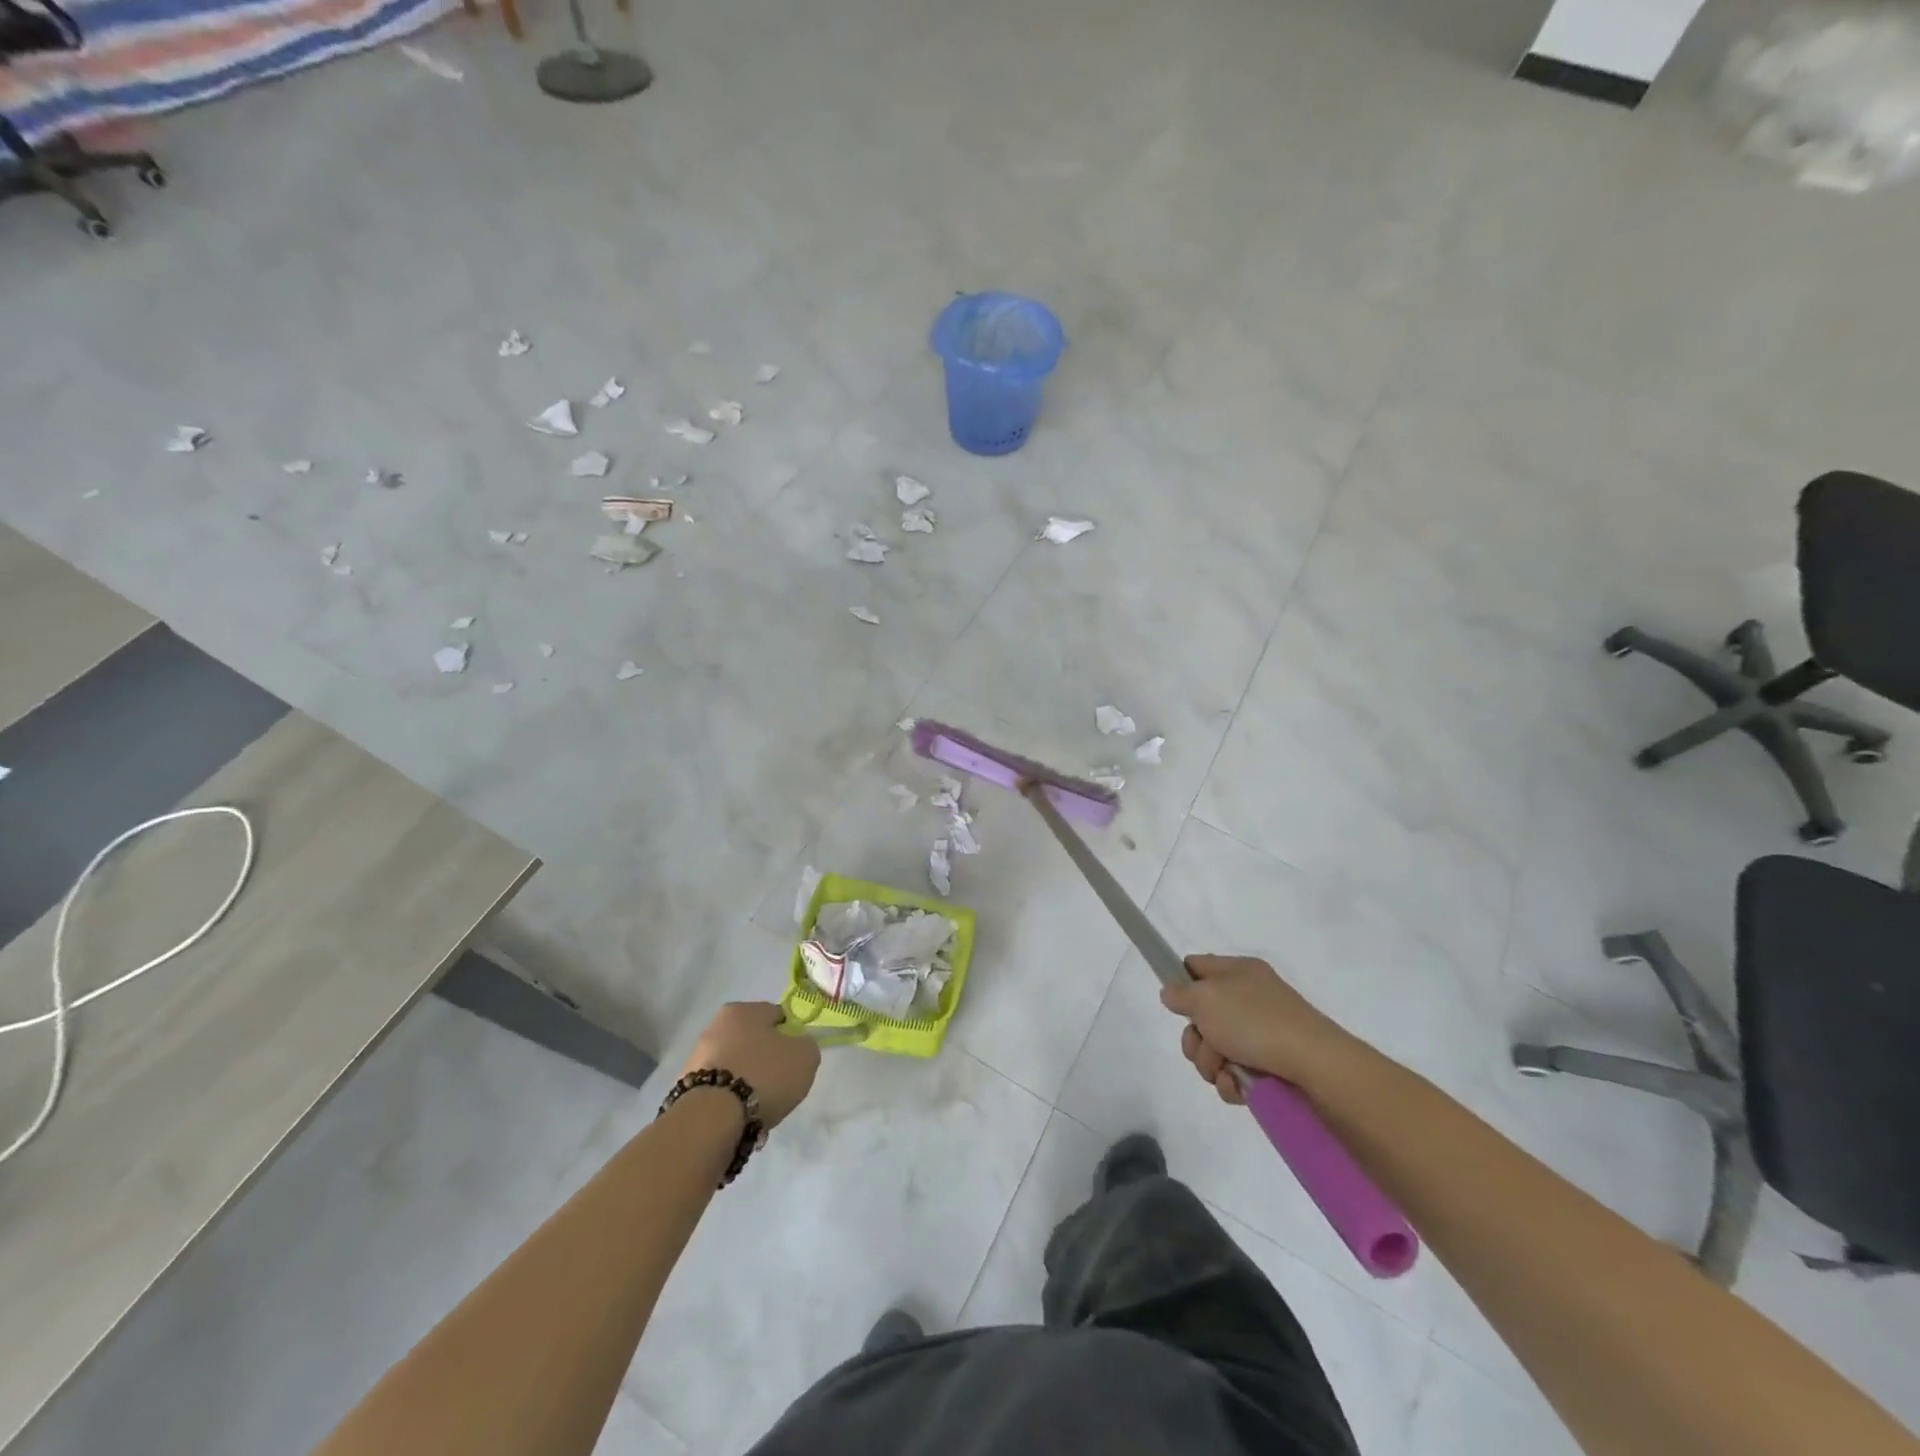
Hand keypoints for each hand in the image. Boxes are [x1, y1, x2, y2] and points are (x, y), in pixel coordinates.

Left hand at [679, 1002, 818, 1127]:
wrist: (712, 1119)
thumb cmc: (763, 1076)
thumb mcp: (805, 1056)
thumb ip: (806, 1045)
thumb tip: (797, 1047)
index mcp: (742, 1010)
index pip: (776, 1016)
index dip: (790, 1036)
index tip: (795, 1059)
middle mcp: (715, 1026)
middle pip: (752, 1042)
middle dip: (766, 1061)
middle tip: (778, 1085)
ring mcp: (697, 1058)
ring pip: (735, 1067)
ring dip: (747, 1083)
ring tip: (758, 1109)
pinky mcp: (685, 1088)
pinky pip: (719, 1090)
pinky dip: (730, 1102)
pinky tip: (739, 1118)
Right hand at [1160, 954, 1353, 1102]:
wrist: (1315, 1066)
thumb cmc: (1255, 1022)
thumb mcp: (1205, 998)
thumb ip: (1180, 993)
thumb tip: (1172, 993)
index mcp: (1238, 971)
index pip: (1197, 966)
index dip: (1180, 982)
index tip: (1175, 1004)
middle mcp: (1249, 998)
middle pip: (1201, 1016)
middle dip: (1195, 1038)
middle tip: (1204, 1045)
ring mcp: (1261, 1033)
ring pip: (1215, 1048)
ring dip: (1211, 1063)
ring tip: (1226, 1070)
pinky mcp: (1270, 1065)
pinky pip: (1235, 1072)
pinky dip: (1231, 1081)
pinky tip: (1238, 1086)